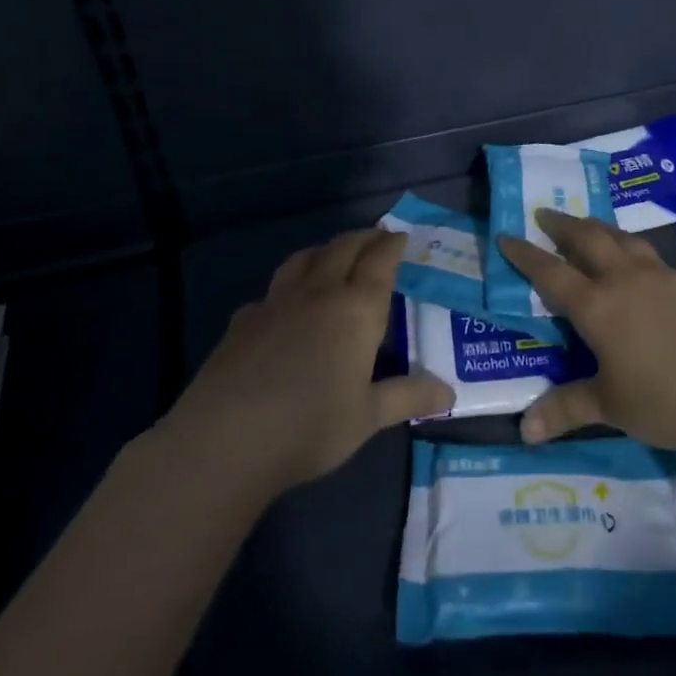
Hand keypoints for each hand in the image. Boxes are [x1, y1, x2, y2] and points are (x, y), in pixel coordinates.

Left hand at [159, 228, 453, 496]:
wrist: (226, 440)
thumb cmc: (311, 426)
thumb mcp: (369, 416)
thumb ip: (408, 397)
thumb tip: (449, 393)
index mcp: (356, 309)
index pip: (379, 262)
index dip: (391, 245)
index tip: (401, 235)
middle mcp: (318, 294)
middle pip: (342, 249)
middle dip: (362, 238)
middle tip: (375, 236)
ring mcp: (275, 303)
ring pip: (303, 259)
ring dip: (324, 250)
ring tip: (333, 254)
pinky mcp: (242, 321)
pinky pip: (271, 290)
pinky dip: (286, 286)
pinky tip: (283, 305)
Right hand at [496, 210, 675, 462]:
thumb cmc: (663, 400)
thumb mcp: (609, 406)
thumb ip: (566, 409)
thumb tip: (524, 430)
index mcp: (597, 305)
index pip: (550, 271)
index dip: (525, 254)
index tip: (507, 236)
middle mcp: (625, 279)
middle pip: (588, 237)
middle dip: (563, 224)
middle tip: (546, 215)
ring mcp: (661, 276)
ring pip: (622, 238)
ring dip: (599, 228)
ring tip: (588, 227)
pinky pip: (650, 255)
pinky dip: (631, 249)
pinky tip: (636, 264)